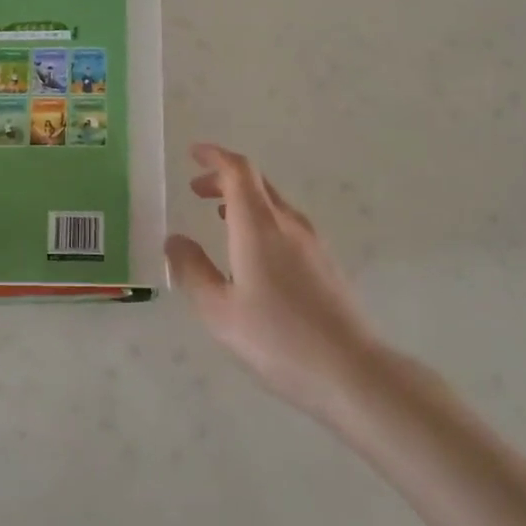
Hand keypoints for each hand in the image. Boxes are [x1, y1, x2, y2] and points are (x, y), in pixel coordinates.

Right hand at [165, 144, 377, 421]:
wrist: (351, 371)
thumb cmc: (277, 338)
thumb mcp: (219, 310)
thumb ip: (192, 270)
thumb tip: (174, 240)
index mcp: (259, 226)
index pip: (238, 171)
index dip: (215, 156)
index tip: (193, 153)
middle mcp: (288, 223)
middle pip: (256, 182)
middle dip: (224, 178)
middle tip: (196, 190)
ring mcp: (312, 242)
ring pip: (273, 204)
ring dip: (243, 201)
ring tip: (218, 218)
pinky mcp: (326, 262)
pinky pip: (287, 224)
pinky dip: (261, 220)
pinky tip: (252, 252)